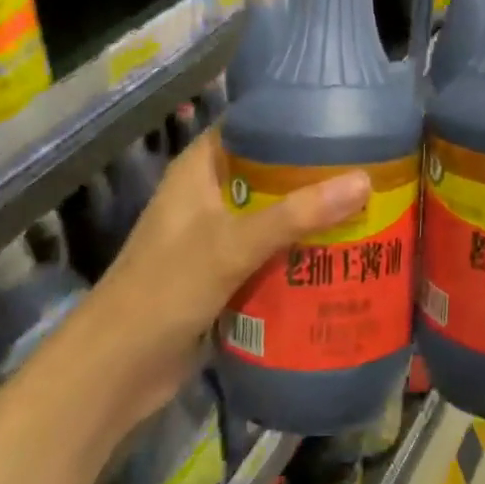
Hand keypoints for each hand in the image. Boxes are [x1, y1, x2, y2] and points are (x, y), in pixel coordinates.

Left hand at [89, 134, 370, 422]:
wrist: (117, 370)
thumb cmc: (165, 289)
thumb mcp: (232, 245)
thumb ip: (295, 215)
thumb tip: (364, 181)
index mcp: (199, 169)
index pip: (248, 124)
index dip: (289, 115)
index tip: (339, 114)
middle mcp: (208, 194)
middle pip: (268, 170)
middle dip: (311, 170)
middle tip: (367, 162)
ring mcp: (216, 235)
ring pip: (272, 213)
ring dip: (310, 213)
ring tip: (366, 201)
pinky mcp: (224, 273)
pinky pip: (270, 251)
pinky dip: (299, 249)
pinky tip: (340, 251)